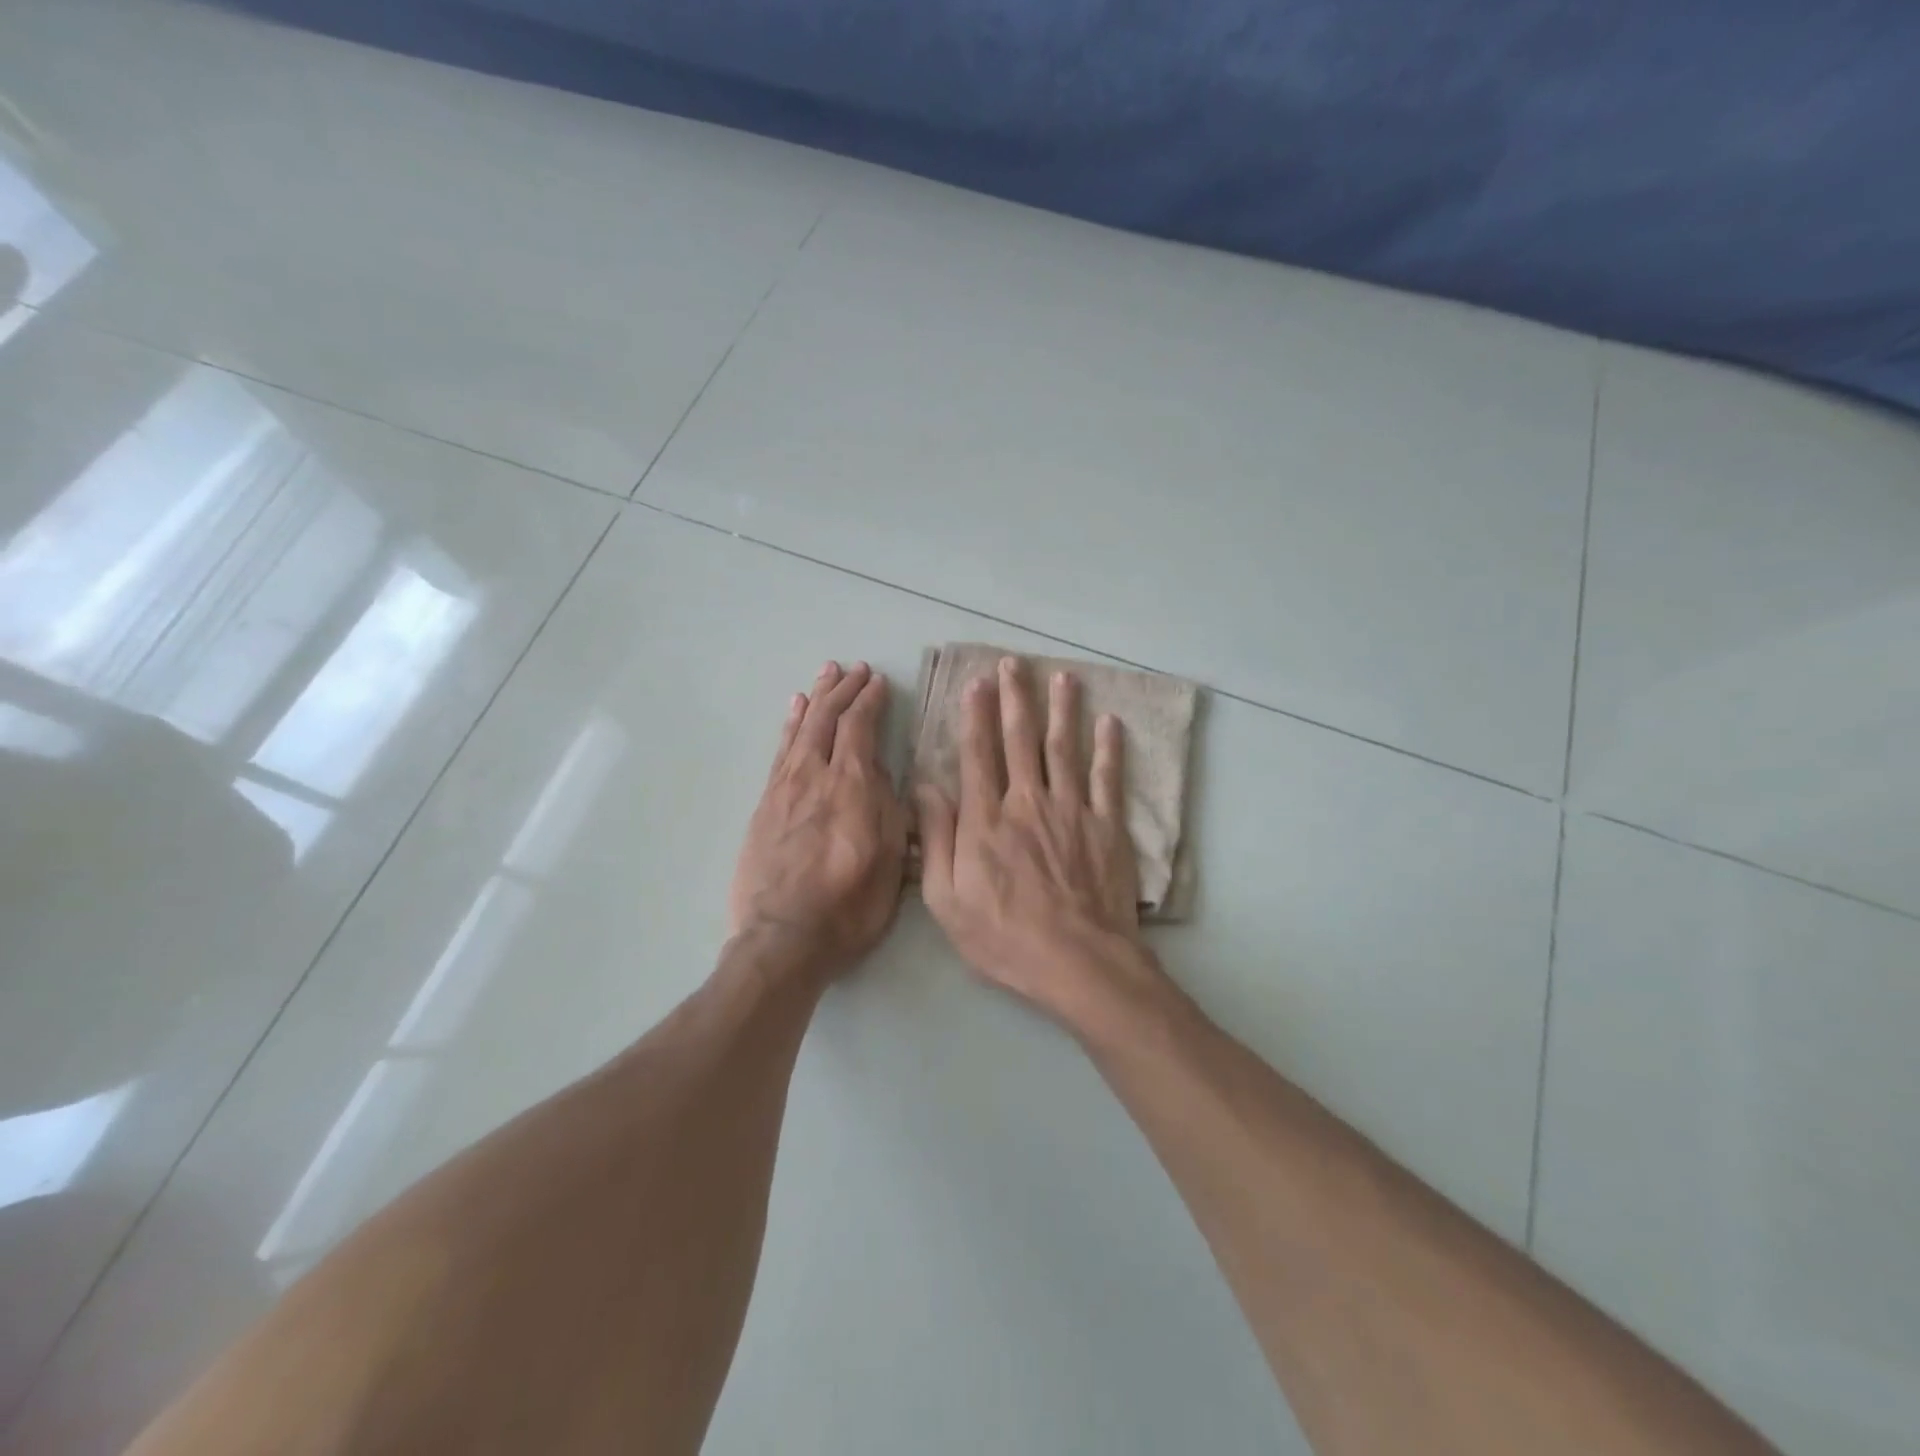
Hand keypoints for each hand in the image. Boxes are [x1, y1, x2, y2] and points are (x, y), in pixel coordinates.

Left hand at [730, 661, 907, 979]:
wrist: (783, 938)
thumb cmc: (849, 906)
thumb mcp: (891, 862)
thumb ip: (890, 811)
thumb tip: (884, 775)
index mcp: (852, 787)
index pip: (860, 728)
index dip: (870, 700)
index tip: (879, 682)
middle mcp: (815, 776)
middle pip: (828, 719)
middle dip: (844, 690)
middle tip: (856, 669)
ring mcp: (785, 788)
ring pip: (802, 728)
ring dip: (817, 698)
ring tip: (827, 674)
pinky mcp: (765, 803)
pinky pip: (780, 751)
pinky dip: (790, 725)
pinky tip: (794, 710)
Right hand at [915, 656, 1159, 1023]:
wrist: (1077, 961)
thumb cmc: (1004, 936)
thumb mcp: (947, 899)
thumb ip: (936, 839)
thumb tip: (924, 787)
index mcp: (986, 819)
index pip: (977, 754)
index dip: (975, 715)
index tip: (977, 683)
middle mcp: (1027, 801)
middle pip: (1019, 740)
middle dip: (1015, 698)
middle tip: (1015, 664)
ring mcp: (1071, 810)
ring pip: (1063, 748)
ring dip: (1062, 710)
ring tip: (1062, 678)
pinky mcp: (1105, 826)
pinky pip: (1107, 778)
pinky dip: (1108, 749)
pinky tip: (1110, 723)